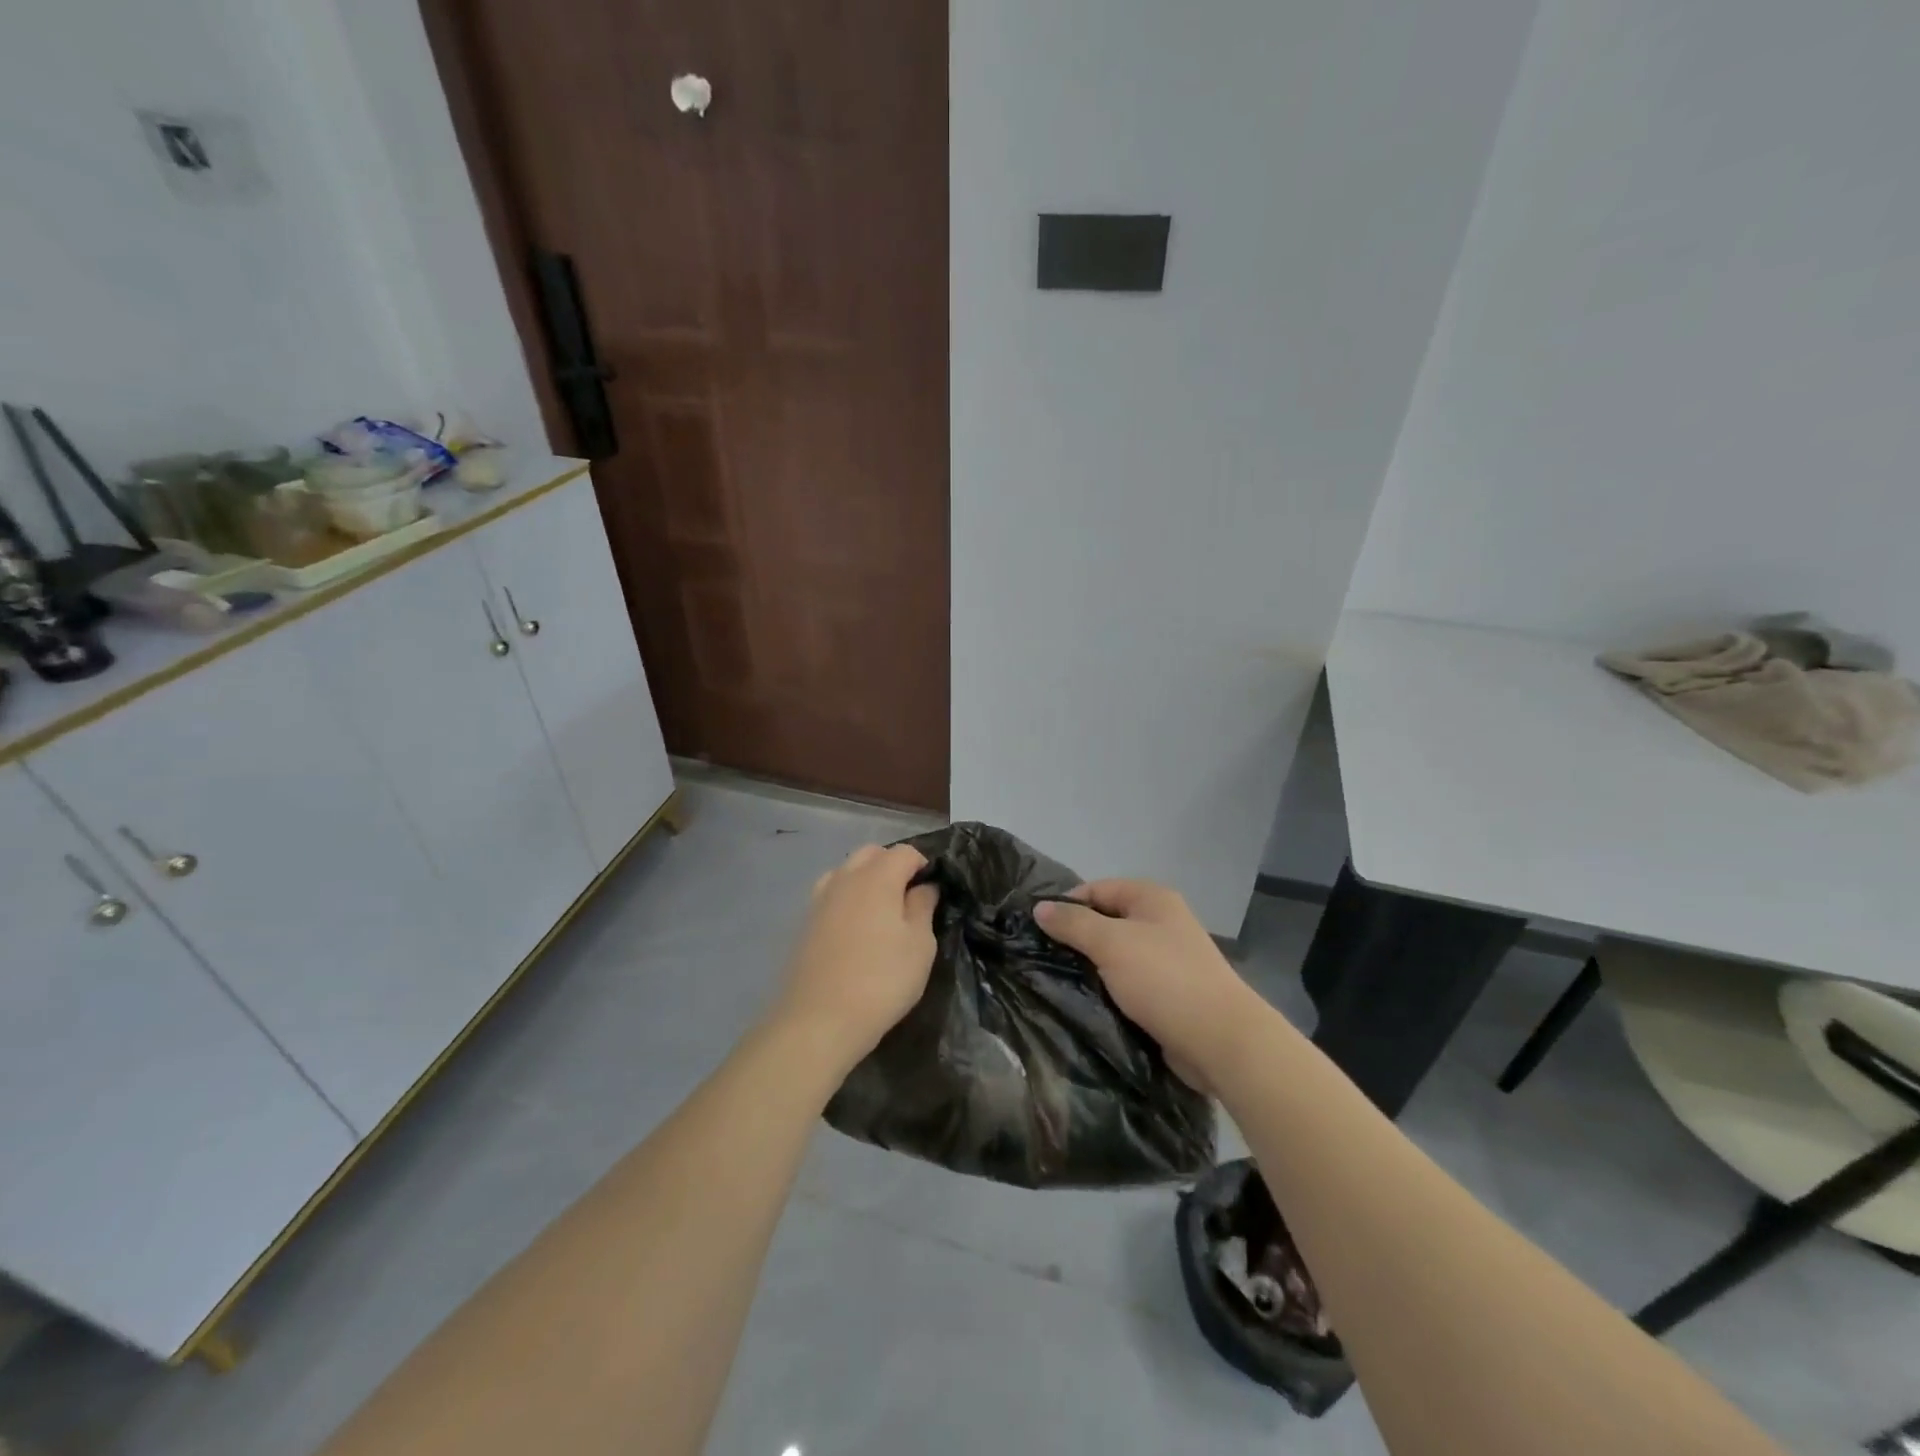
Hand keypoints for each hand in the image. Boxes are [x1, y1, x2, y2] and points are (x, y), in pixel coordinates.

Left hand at [770, 844, 938, 1072]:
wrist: (819, 1020)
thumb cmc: (882, 981)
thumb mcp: (920, 945)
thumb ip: (923, 907)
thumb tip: (924, 887)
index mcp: (877, 877)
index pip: (905, 852)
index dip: (923, 864)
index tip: (933, 890)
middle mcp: (845, 878)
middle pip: (871, 853)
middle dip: (892, 865)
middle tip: (908, 898)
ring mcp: (820, 898)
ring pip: (847, 870)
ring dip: (866, 879)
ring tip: (881, 912)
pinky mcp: (805, 921)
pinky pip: (831, 893)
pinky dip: (847, 898)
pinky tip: (855, 928)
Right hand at [1036, 880, 1264, 1087]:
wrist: (1220, 1040)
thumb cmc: (1164, 979)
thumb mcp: (1111, 944)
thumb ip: (1073, 923)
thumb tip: (1039, 907)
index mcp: (1152, 899)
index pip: (1097, 889)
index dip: (1067, 905)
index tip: (1037, 929)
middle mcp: (1161, 922)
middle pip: (1106, 920)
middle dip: (1076, 937)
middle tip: (1041, 957)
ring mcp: (1167, 958)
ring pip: (1115, 954)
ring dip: (1091, 966)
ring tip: (1056, 980)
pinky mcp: (1167, 992)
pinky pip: (1128, 981)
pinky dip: (1108, 988)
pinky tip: (1085, 1001)